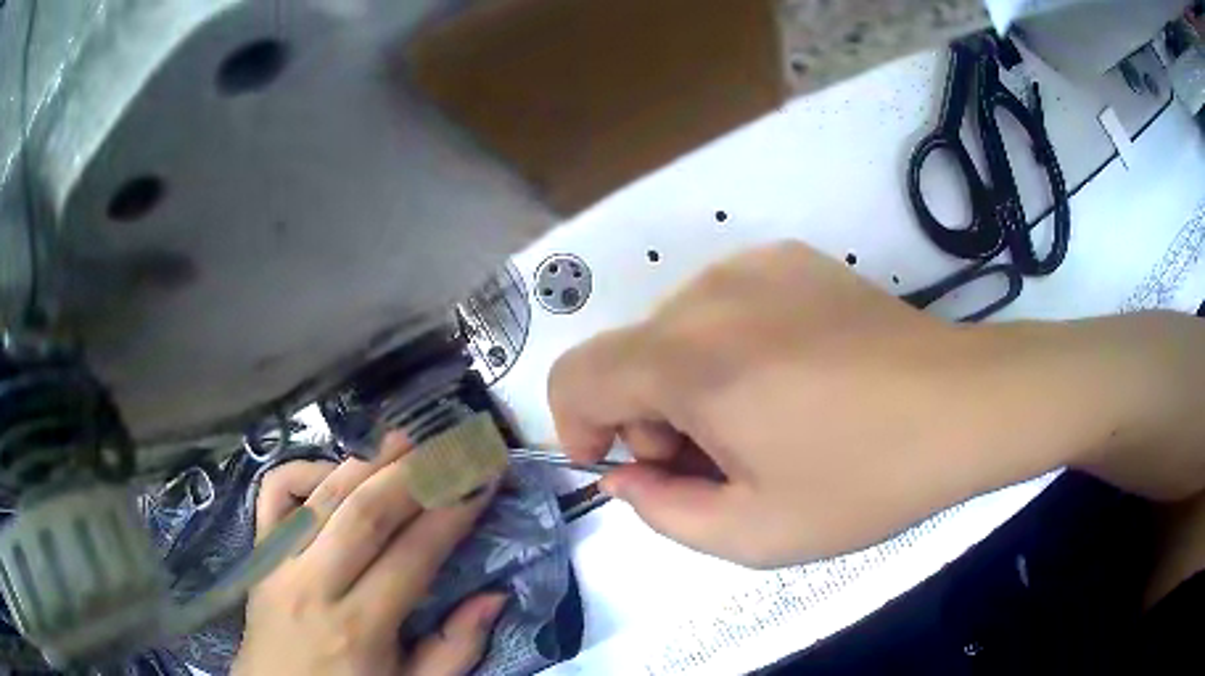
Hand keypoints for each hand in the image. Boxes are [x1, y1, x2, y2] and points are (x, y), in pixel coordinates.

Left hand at [233, 434, 504, 675]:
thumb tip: (494, 596)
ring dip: (369, 461)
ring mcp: (278, 562)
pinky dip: (304, 469)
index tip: (483, 479)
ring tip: (405, 439)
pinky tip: (335, 471)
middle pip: (366, 513)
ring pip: (324, 495)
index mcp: (359, 628)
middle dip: (414, 473)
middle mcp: (314, 586)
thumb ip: (456, 648)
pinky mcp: (258, 551)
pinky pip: (274, 493)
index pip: (413, 555)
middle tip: (450, 446)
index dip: (452, 513)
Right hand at [548, 243, 1152, 566]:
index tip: (618, 464)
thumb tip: (625, 475)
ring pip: (673, 331)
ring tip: (756, 423)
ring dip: (686, 383)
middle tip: (712, 463)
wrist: (962, 405)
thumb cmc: (866, 479)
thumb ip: (664, 512)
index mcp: (693, 363)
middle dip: (646, 419)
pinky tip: (786, 377)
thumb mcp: (755, 534)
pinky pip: (720, 306)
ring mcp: (752, 266)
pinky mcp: (789, 259)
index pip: (578, 376)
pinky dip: (723, 347)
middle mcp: (709, 296)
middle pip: (629, 357)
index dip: (576, 425)